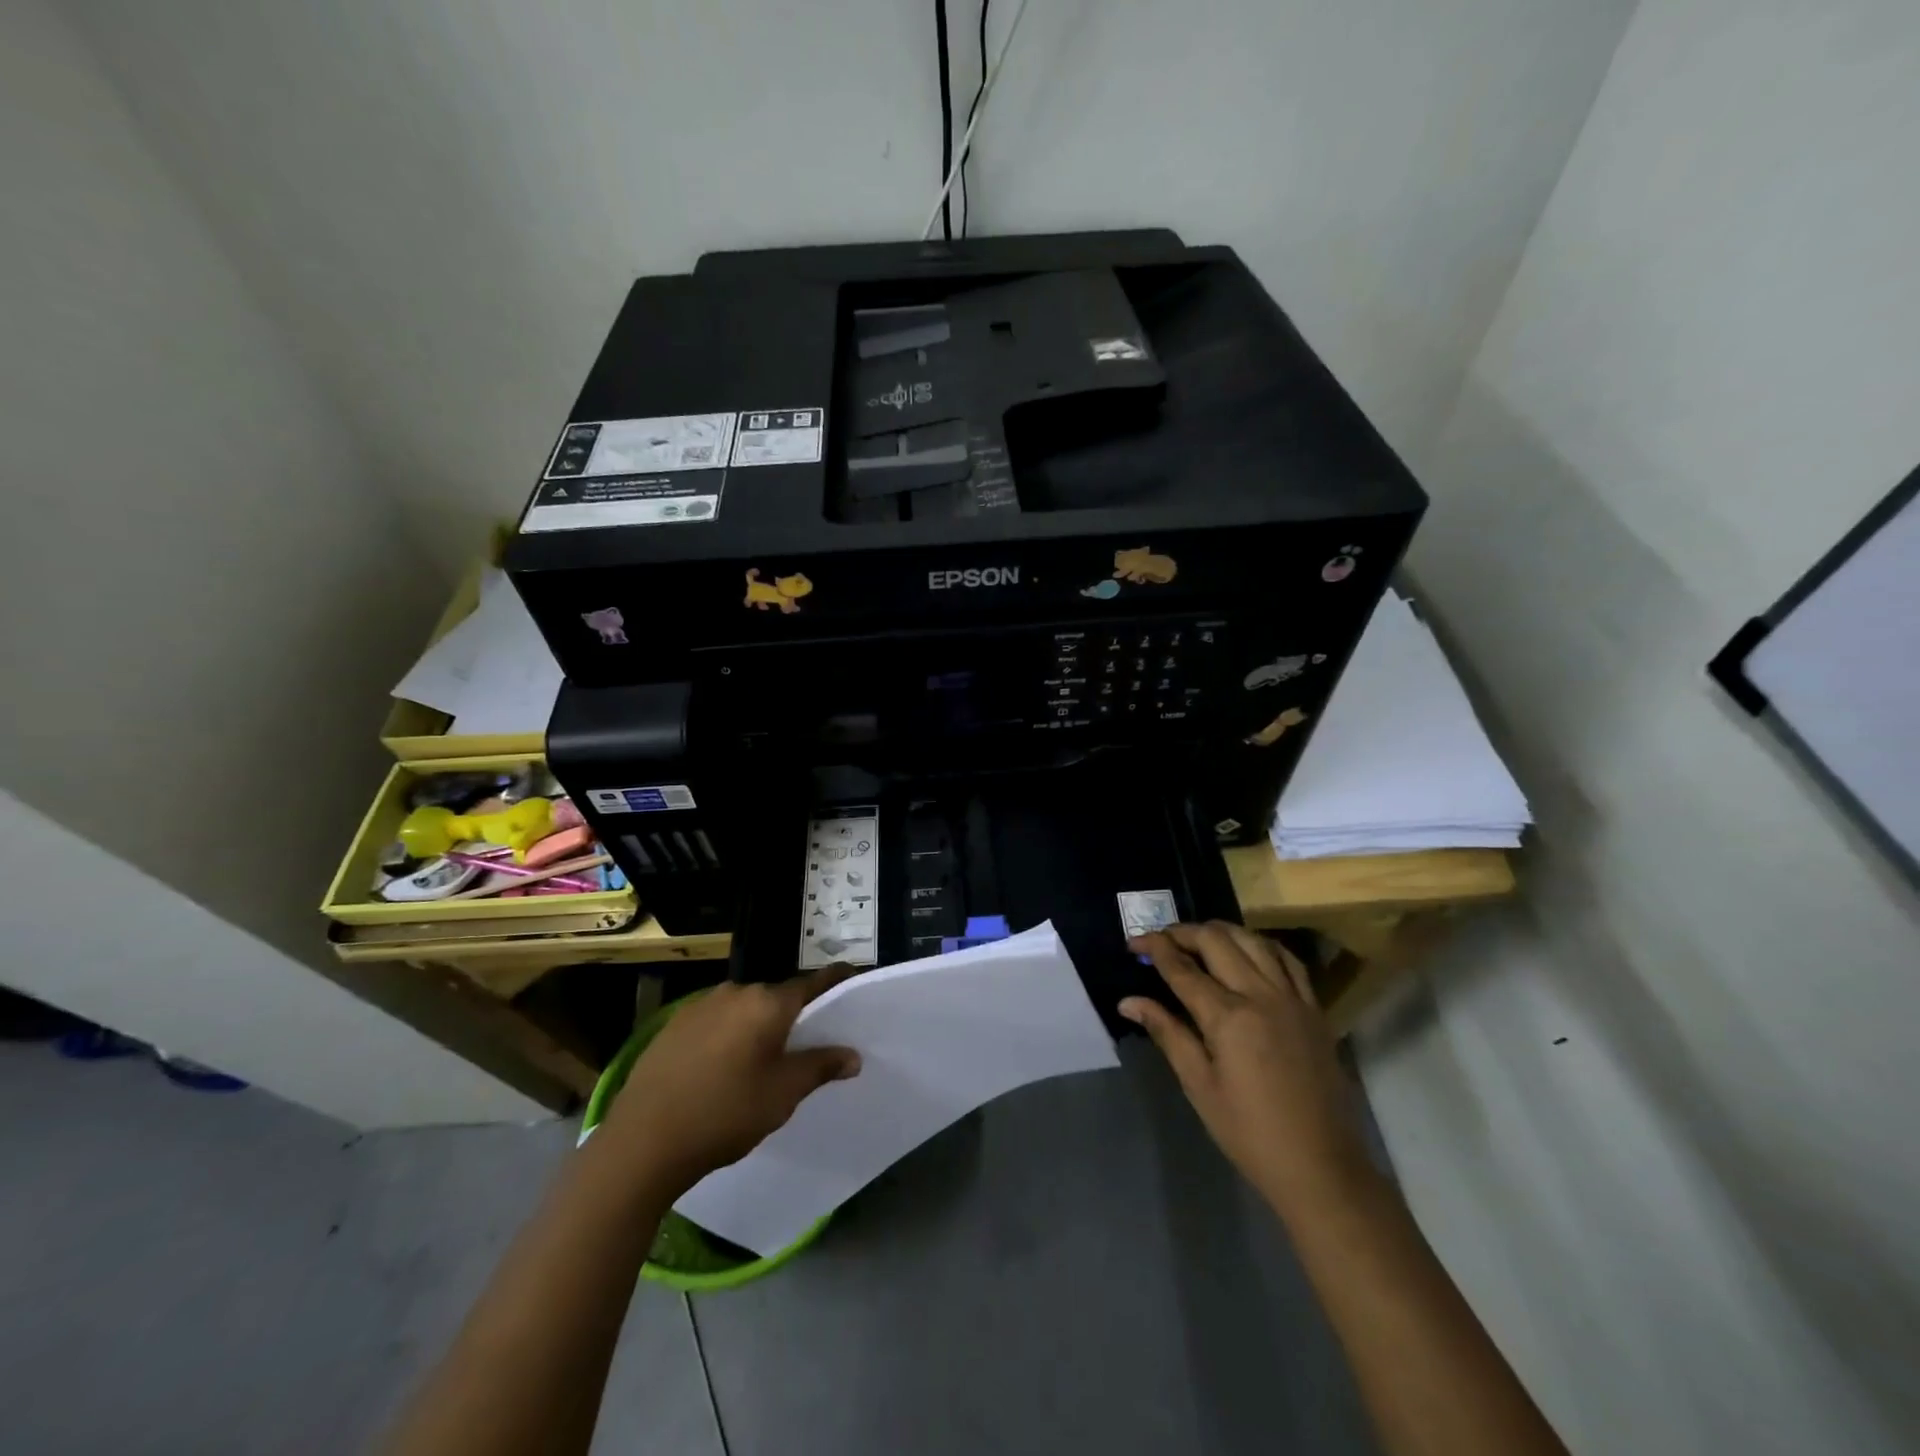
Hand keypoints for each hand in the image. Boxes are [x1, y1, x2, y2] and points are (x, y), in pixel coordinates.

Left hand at [600, 966, 863, 1195]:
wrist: (642, 1142)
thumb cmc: (725, 1113)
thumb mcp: (783, 1094)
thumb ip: (820, 1067)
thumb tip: (853, 1055)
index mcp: (767, 1002)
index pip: (812, 982)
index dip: (834, 983)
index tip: (850, 980)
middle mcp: (736, 992)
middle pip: (776, 996)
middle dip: (793, 1014)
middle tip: (805, 1042)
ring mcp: (700, 1006)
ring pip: (744, 1009)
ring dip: (757, 1026)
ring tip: (761, 1060)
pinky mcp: (674, 1025)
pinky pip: (716, 1021)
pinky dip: (728, 1035)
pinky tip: (722, 1067)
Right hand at [1122, 923, 1369, 1215]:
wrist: (1321, 1167)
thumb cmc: (1249, 1132)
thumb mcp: (1199, 1085)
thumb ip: (1166, 1033)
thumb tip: (1128, 1001)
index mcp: (1228, 1017)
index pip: (1182, 968)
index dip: (1154, 948)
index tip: (1133, 941)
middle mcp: (1261, 995)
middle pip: (1217, 941)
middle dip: (1183, 932)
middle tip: (1161, 940)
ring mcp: (1293, 998)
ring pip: (1253, 940)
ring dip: (1221, 932)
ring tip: (1199, 939)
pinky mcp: (1315, 1009)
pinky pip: (1288, 960)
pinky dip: (1261, 946)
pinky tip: (1248, 951)